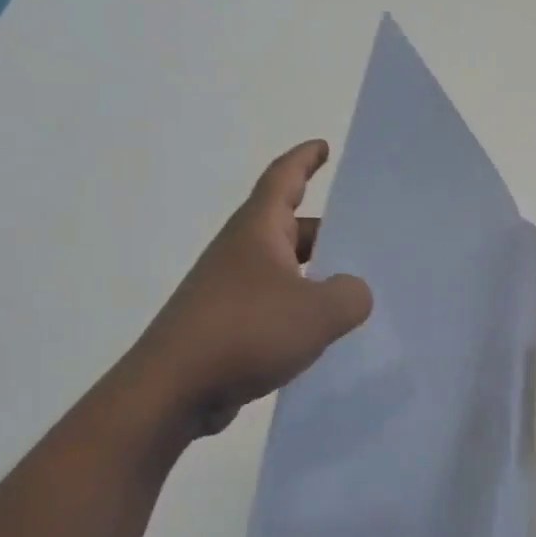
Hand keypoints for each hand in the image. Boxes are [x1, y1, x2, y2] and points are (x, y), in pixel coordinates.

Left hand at [120, 140, 372, 438]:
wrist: (172, 390)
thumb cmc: (245, 331)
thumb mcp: (317, 311)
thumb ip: (350, 295)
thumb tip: (354, 292)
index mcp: (257, 231)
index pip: (283, 178)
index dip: (304, 159)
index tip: (323, 146)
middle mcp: (240, 253)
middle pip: (288, 227)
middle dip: (325, 230)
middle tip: (364, 240)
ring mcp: (229, 290)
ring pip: (282, 270)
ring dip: (313, 274)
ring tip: (353, 290)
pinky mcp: (225, 327)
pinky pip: (272, 306)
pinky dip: (298, 310)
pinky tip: (321, 333)